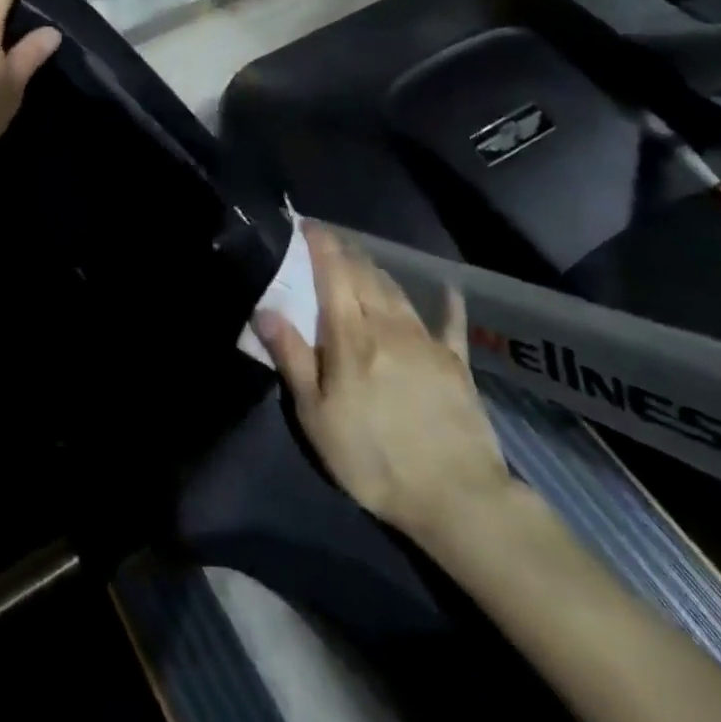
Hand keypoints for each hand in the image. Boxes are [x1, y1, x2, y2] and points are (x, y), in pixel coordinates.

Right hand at [254, 224, 513, 546]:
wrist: (457, 497)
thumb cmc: (372, 458)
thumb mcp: (317, 416)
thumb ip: (292, 358)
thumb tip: (264, 308)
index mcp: (351, 335)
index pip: (332, 273)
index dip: (319, 244)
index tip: (304, 224)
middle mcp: (388, 325)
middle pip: (365, 274)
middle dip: (344, 251)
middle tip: (328, 240)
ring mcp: (426, 341)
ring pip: (397, 291)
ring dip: (377, 270)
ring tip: (362, 259)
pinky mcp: (456, 363)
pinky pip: (451, 322)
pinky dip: (447, 302)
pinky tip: (449, 288)